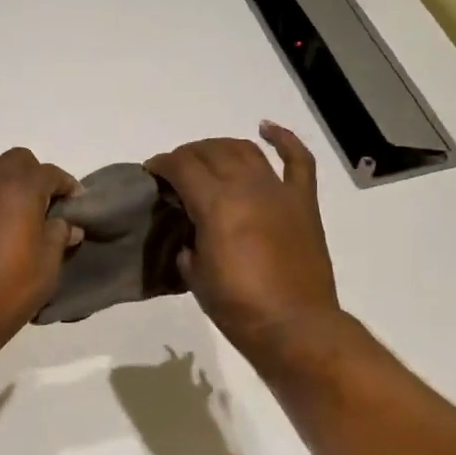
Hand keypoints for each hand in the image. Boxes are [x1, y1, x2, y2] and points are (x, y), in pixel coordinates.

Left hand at [0, 120, 80, 363]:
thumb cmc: (7, 293)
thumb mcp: (47, 268)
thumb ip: (57, 236)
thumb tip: (67, 223)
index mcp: (23, 190)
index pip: (51, 176)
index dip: (66, 187)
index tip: (74, 204)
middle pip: (19, 162)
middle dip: (35, 178)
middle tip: (42, 207)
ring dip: (5, 176)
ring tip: (12, 199)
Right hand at [145, 122, 346, 376]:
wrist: (294, 326)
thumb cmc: (237, 306)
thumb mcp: (194, 274)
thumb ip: (188, 241)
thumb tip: (191, 229)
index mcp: (215, 205)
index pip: (181, 167)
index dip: (161, 164)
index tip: (152, 172)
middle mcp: (246, 187)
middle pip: (211, 152)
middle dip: (187, 155)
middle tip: (176, 170)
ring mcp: (278, 192)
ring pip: (245, 150)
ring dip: (221, 147)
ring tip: (208, 156)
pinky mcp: (303, 202)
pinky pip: (298, 160)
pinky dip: (284, 139)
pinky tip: (266, 128)